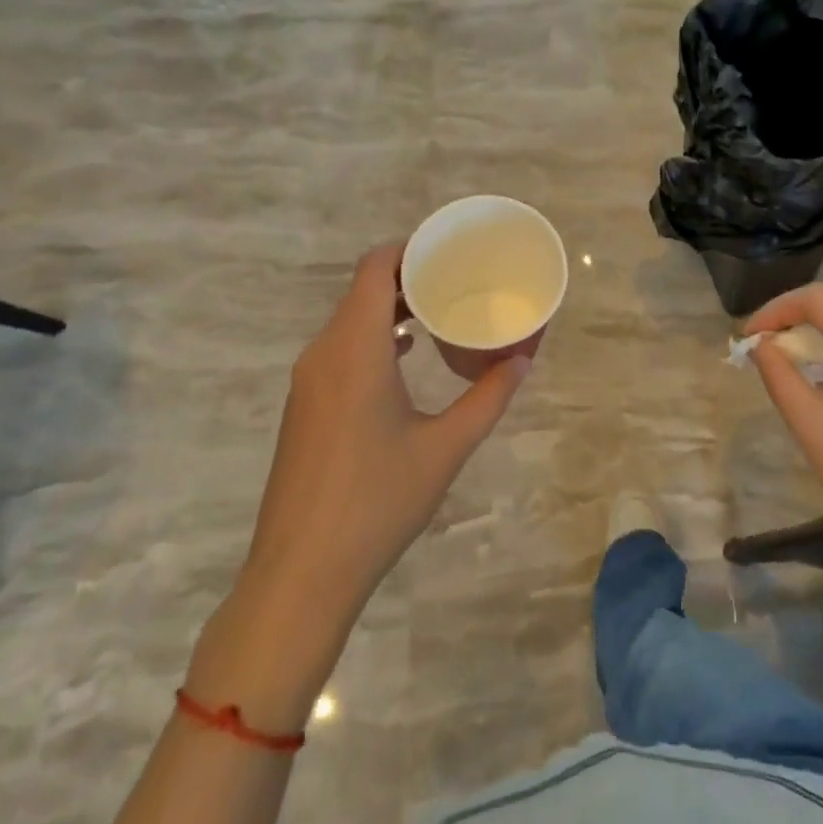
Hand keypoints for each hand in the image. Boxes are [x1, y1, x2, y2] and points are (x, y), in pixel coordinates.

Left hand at [186, 245, 529, 728]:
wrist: (299, 574)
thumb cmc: (376, 502)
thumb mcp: (444, 448)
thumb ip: (488, 398)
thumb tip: (523, 360)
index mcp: (355, 348)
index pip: (374, 268)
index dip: (407, 249)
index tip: (447, 249)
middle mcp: (324, 352)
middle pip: (362, 289)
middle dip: (407, 276)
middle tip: (455, 277)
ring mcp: (308, 380)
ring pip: (349, 319)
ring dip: (389, 307)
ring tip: (437, 310)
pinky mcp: (304, 405)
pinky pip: (340, 347)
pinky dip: (372, 336)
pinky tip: (405, 355)